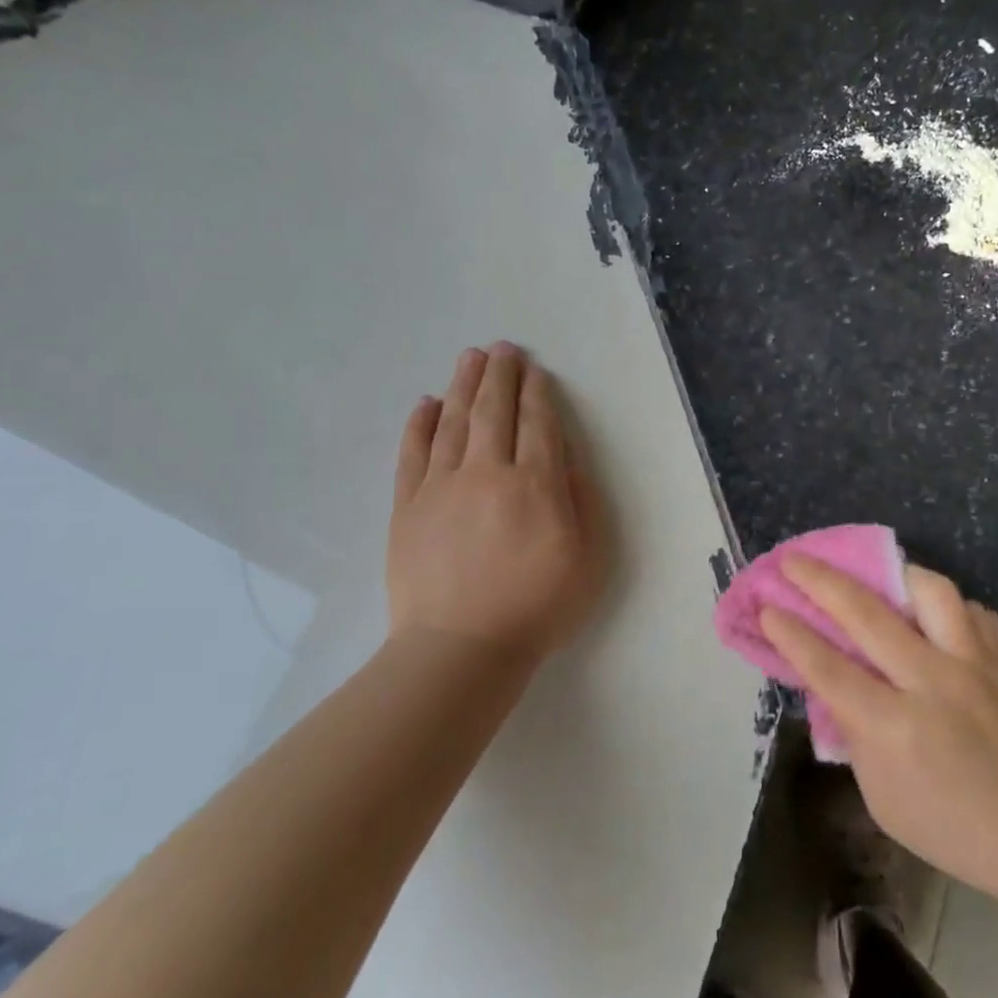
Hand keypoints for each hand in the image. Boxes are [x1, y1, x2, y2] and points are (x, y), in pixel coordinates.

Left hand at [387, 343, 608, 660]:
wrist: (461, 648)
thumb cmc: (538, 607)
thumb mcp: (589, 559)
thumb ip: (582, 501)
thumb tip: (565, 457)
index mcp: (536, 485)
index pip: (538, 424)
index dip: (537, 393)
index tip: (535, 369)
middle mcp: (488, 473)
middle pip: (494, 412)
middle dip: (500, 375)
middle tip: (502, 348)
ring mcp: (442, 487)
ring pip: (453, 422)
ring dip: (463, 386)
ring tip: (470, 358)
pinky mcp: (408, 507)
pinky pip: (413, 454)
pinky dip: (420, 424)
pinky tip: (426, 403)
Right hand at [761, 557, 997, 906]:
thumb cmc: (954, 830)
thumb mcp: (882, 799)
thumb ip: (856, 736)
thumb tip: (835, 687)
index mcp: (895, 727)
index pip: (829, 667)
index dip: (792, 634)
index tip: (768, 607)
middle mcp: (931, 681)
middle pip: (866, 614)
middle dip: (821, 581)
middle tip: (792, 561)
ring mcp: (971, 663)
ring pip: (929, 591)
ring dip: (893, 574)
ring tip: (873, 574)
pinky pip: (969, 611)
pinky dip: (945, 604)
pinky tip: (930, 614)